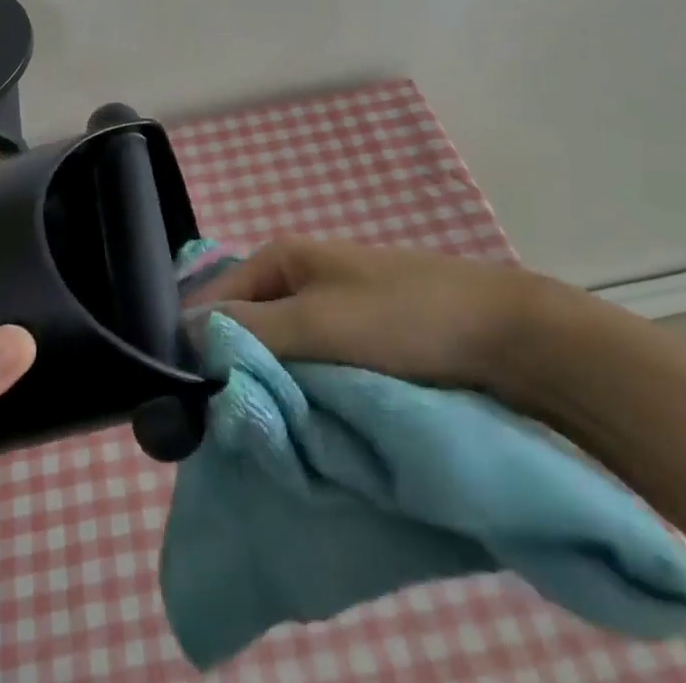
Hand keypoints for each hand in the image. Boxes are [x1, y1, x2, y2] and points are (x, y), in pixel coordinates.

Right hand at [190, 237, 559, 394]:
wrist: (502, 333)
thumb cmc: (401, 319)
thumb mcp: (316, 324)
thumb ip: (249, 328)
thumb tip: (183, 334)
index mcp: (281, 256)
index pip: (215, 300)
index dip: (202, 348)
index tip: (195, 406)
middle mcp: (299, 274)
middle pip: (246, 324)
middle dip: (237, 369)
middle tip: (232, 425)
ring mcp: (331, 303)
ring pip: (281, 348)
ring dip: (272, 383)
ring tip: (265, 429)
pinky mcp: (359, 333)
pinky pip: (313, 361)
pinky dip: (304, 387)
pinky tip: (302, 418)